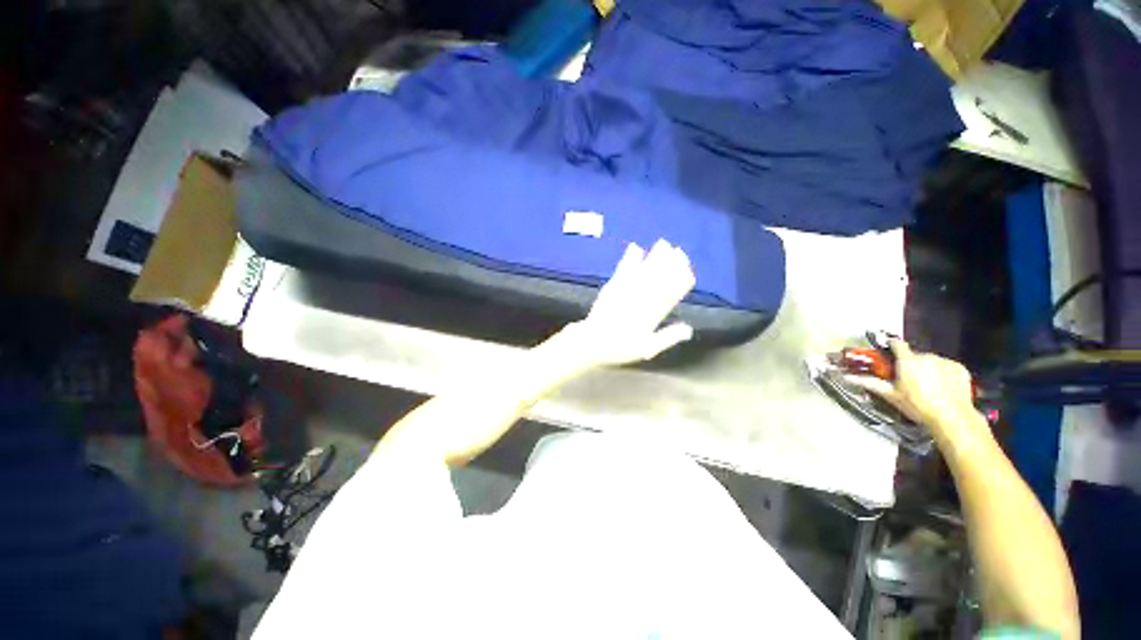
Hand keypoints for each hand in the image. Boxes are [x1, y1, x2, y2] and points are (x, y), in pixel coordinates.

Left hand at [550, 240, 695, 367]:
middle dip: (670, 264)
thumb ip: (668, 337)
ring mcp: (625, 291)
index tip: (689, 271)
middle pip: (658, 279)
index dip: (680, 282)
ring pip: (643, 271)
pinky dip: (629, 259)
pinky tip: (636, 247)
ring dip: (654, 257)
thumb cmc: (620, 348)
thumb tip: (689, 329)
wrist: (592, 342)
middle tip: (680, 252)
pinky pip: (622, 270)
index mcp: (652, 314)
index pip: (670, 295)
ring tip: (664, 244)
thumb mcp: (647, 348)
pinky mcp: (612, 287)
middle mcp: (640, 299)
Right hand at [847, 340, 978, 432]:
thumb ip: (870, 383)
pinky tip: (943, 386)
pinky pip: (947, 366)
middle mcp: (926, 356)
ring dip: (927, 368)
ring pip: (932, 361)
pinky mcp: (959, 368)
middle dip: (911, 364)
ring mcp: (945, 361)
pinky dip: (943, 373)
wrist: (952, 418)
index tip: (889, 350)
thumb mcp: (891, 395)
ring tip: (928, 385)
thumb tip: (847, 376)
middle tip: (909, 379)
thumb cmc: (917, 406)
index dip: (892, 345)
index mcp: (907, 361)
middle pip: (915, 355)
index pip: (897, 344)